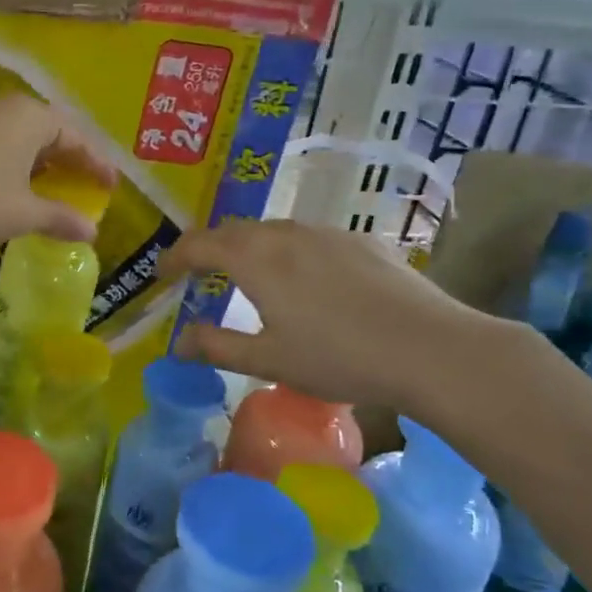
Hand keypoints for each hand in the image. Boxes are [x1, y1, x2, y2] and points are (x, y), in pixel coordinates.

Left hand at [0, 96, 117, 250]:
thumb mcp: (24, 214)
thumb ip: (61, 218)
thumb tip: (92, 232)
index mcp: (31, 118)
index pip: (76, 138)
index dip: (96, 164)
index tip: (111, 186)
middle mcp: (6, 109)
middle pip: (51, 132)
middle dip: (71, 159)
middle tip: (88, 184)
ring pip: (24, 138)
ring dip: (43, 161)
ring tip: (57, 186)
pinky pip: (2, 144)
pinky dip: (19, 163)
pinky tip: (18, 186)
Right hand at [159, 219, 508, 420]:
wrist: (430, 348)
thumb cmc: (338, 357)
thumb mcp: (268, 360)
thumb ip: (217, 347)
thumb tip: (178, 342)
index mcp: (255, 259)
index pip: (199, 244)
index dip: (175, 256)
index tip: (162, 272)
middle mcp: (285, 234)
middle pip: (235, 231)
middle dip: (210, 248)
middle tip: (199, 272)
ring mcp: (327, 232)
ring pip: (274, 231)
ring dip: (251, 248)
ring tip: (250, 275)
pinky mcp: (361, 241)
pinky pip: (311, 239)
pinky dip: (291, 252)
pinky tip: (308, 281)